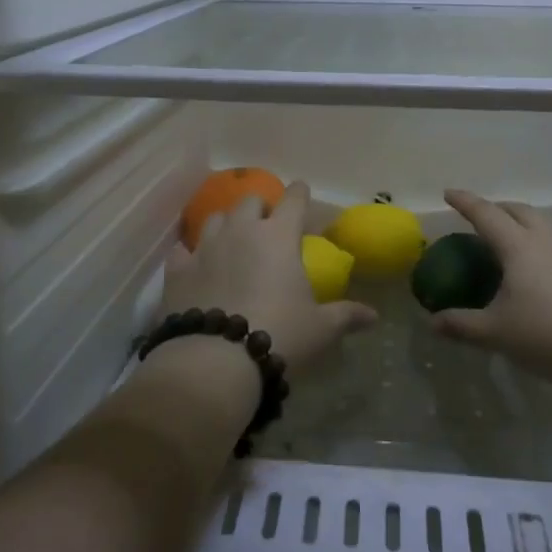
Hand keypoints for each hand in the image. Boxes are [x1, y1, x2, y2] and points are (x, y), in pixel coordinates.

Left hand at [163, 181, 376, 370]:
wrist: (215, 360)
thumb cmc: (280, 335)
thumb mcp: (320, 329)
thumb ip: (346, 316)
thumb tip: (374, 316)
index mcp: (279, 236)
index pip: (293, 200)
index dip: (299, 193)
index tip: (301, 191)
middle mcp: (241, 231)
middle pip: (250, 201)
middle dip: (261, 207)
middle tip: (268, 224)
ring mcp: (205, 247)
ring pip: (215, 218)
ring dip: (227, 224)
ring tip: (232, 240)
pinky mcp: (177, 270)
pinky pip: (183, 250)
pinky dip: (191, 253)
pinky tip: (193, 262)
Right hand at [429, 189, 551, 391]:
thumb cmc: (549, 332)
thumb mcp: (497, 333)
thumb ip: (462, 325)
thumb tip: (433, 322)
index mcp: (518, 246)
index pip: (486, 214)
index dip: (465, 202)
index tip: (448, 193)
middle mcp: (545, 239)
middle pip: (518, 210)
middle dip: (495, 208)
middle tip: (478, 218)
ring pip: (541, 223)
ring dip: (519, 223)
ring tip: (505, 243)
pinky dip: (537, 243)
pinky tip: (534, 270)